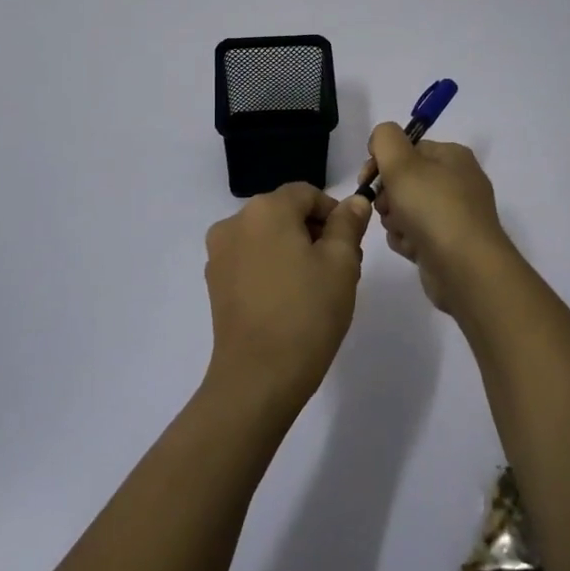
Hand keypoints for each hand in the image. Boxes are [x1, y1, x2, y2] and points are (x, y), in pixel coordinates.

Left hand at [203, 184, 373, 413]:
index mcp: (265, 209)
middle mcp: (235, 222)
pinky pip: (250, 260)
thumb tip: (354, 201)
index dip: (334, 214)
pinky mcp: (215, 282)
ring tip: (316, 289)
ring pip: (267, 237)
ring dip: (294, 251)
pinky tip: (289, 301)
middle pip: (285, 213)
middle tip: (341, 270)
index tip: (352, 246)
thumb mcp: (341, 264)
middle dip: (315, 233)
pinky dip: (272, 268)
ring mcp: (219, 253)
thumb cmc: (306, 313)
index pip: (307, 194)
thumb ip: (348, 225)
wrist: (258, 377)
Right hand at [367, 123, 512, 314]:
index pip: (407, 148)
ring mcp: (455, 215)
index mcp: (452, 156)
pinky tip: (411, 249)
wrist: (465, 268)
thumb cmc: (433, 208)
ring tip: (403, 231)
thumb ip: (385, 139)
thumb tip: (381, 138)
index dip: (382, 161)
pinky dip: (408, 241)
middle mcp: (458, 182)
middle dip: (388, 195)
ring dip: (395, 221)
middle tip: (387, 207)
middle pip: (405, 180)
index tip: (366, 179)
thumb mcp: (402, 163)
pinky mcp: (449, 244)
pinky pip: (416, 235)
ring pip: (406, 209)